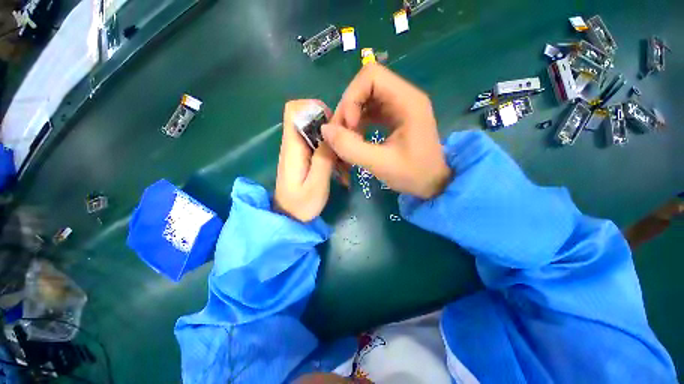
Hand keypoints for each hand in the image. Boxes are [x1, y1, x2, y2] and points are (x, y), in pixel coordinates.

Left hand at [274, 100, 336, 221]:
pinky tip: (341, 171)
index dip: (314, 108)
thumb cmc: (301, 205)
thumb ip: (323, 158)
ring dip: (335, 145)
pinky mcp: (305, 159)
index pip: (294, 110)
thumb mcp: (316, 184)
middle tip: (345, 147)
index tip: (333, 124)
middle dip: (332, 129)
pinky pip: (321, 148)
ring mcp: (300, 151)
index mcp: (293, 146)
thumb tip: (331, 133)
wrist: (288, 218)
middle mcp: (294, 144)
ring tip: (345, 166)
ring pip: (319, 135)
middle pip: (311, 119)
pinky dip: (333, 155)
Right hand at [322, 64, 451, 198]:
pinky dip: (358, 122)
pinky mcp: (394, 117)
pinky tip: (356, 138)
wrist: (434, 184)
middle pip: (365, 85)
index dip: (352, 97)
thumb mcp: (381, 164)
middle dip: (348, 109)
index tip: (350, 126)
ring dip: (351, 117)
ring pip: (365, 98)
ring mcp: (399, 106)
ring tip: (348, 139)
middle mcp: (404, 97)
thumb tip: (325, 130)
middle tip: (342, 135)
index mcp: (407, 101)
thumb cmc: (414, 175)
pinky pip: (370, 110)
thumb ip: (351, 148)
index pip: (371, 75)